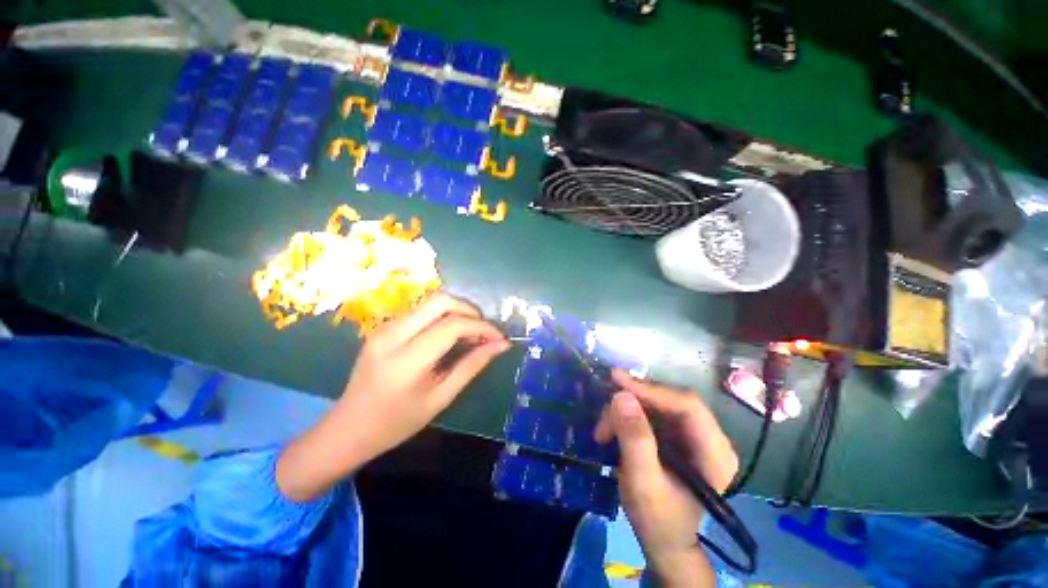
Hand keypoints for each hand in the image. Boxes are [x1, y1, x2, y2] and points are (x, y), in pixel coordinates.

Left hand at [276, 293, 509, 500]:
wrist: (349, 427)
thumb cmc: (398, 422)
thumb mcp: (441, 398)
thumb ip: (472, 366)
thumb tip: (501, 345)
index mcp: (406, 360)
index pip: (452, 326)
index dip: (482, 327)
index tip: (499, 338)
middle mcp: (392, 335)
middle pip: (440, 301)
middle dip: (470, 310)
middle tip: (484, 330)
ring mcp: (384, 327)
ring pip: (431, 302)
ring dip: (457, 311)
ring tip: (471, 333)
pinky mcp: (383, 326)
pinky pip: (421, 311)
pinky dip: (442, 316)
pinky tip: (450, 334)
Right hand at [595, 370, 738, 586]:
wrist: (664, 542)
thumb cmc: (657, 520)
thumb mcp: (642, 483)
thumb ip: (635, 440)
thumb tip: (621, 396)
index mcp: (715, 453)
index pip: (687, 405)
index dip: (651, 389)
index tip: (616, 381)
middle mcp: (710, 438)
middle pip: (671, 401)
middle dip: (634, 401)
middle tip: (605, 408)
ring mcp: (694, 436)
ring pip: (657, 404)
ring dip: (626, 411)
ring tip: (604, 429)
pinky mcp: (678, 436)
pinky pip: (652, 413)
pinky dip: (628, 417)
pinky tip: (613, 429)